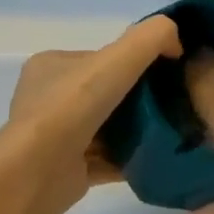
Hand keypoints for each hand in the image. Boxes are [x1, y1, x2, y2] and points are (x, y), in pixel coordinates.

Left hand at [4, 15, 182, 213]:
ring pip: (103, 127)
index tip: (161, 74)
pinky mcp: (65, 171)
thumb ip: (150, 38)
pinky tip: (153, 158)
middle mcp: (47, 98)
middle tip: (168, 104)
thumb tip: (176, 43)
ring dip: (132, 130)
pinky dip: (127, 158)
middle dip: (134, 98)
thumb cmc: (72, 107)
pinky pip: (104, 159)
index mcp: (51, 65)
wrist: (37, 175)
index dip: (131, 63)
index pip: (99, 59)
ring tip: (167, 130)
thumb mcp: (117, 58)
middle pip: (103, 92)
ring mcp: (53, 137)